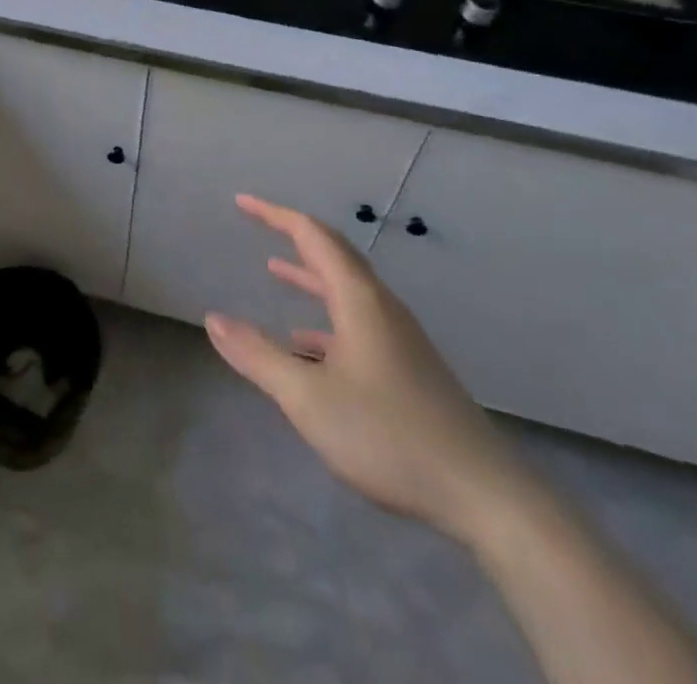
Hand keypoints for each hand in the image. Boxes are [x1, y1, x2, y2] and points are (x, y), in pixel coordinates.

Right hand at [205, 194, 533, 544]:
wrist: (483, 495)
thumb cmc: (388, 435)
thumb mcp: (308, 398)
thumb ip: (258, 356)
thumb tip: (213, 319)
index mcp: (359, 299)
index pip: (313, 236)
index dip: (275, 215)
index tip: (242, 202)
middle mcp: (380, 307)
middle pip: (334, 255)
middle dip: (293, 235)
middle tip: (257, 223)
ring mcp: (399, 338)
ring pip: (346, 289)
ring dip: (309, 276)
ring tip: (275, 270)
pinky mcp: (407, 367)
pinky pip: (356, 322)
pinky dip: (324, 318)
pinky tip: (305, 347)